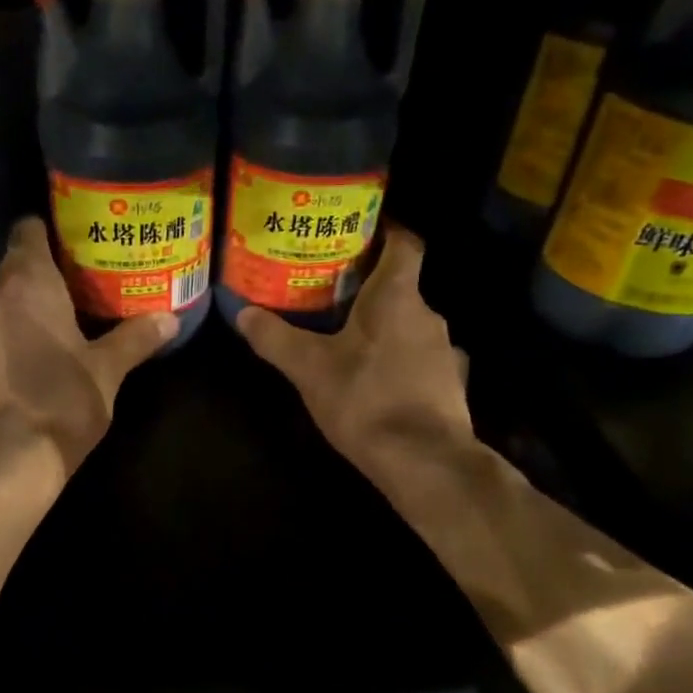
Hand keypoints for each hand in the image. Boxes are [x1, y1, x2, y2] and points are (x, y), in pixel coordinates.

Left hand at [0, 217, 175, 479]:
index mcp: (26, 285)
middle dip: (48, 277)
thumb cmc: (61, 401)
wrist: (4, 463)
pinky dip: (11, 345)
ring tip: (64, 329)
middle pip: (16, 271)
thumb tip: (170, 319)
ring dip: (27, 314)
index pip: (28, 231)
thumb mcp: (108, 370)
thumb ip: (136, 338)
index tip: (78, 244)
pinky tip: (34, 369)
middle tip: (86, 290)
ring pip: (2, 309)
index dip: (51, 232)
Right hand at [237, 227, 474, 480]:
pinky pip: (420, 357)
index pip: (405, 243)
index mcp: (398, 297)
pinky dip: (398, 358)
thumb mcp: (310, 369)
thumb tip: (242, 314)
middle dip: (369, 286)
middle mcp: (428, 315)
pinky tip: (376, 379)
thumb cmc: (366, 400)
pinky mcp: (449, 385)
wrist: (425, 462)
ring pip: (410, 324)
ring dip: (383, 326)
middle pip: (402, 286)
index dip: (386, 231)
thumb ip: (276, 339)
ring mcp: (444, 351)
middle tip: (331, 291)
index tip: (359, 231)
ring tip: (348, 337)